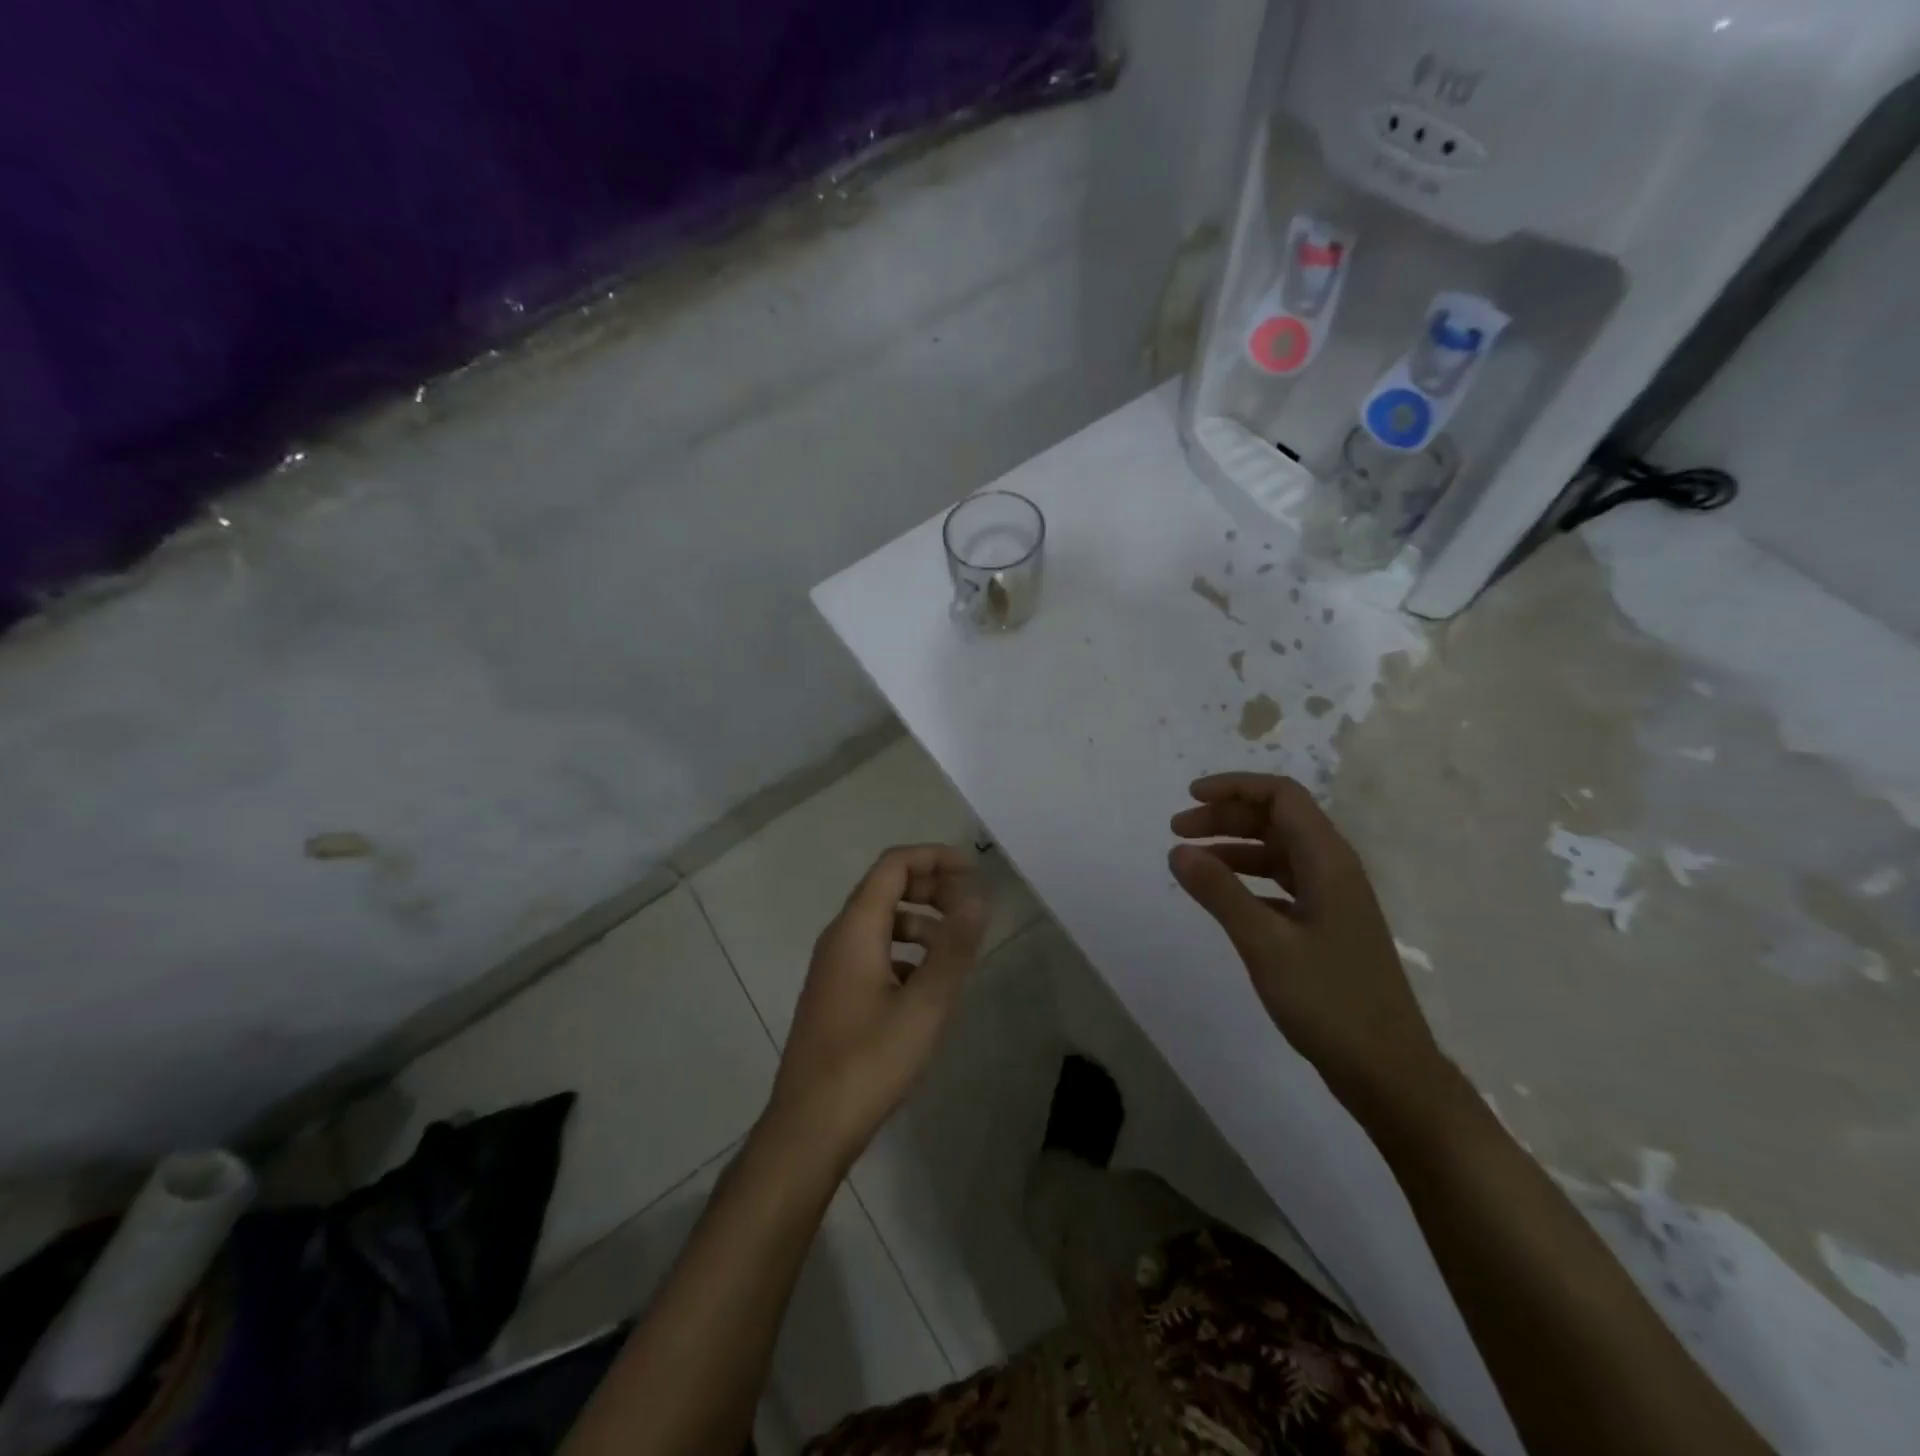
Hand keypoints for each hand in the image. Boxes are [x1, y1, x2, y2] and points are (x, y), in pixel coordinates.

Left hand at [765, 844, 987, 1167]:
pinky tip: (927, 986)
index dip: (934, 858)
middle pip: (886, 888)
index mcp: (855, 929)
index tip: (974, 870)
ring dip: (921, 922)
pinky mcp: (835, 994)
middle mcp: (839, 938)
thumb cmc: (868, 1062)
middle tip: (970, 909)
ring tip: (957, 951)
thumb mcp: (924, 1005)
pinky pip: (874, 952)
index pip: (893, 865)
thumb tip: (978, 898)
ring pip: (881, 923)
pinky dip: (905, 952)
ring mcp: (833, 968)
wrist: (808, 1128)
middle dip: (931, 888)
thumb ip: (953, 949)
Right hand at [1168, 773, 1447, 1119]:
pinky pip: (1282, 885)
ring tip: (1191, 862)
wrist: (1388, 1072)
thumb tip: (1177, 850)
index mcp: (1329, 861)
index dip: (1235, 787)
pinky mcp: (1327, 928)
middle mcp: (1334, 871)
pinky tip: (1223, 898)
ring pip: (1278, 853)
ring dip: (1234, 848)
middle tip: (1178, 832)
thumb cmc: (1329, 1002)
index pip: (1282, 796)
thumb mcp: (1265, 944)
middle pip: (1277, 821)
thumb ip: (1220, 892)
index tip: (1189, 797)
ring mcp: (1333, 901)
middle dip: (1226, 817)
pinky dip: (1248, 880)